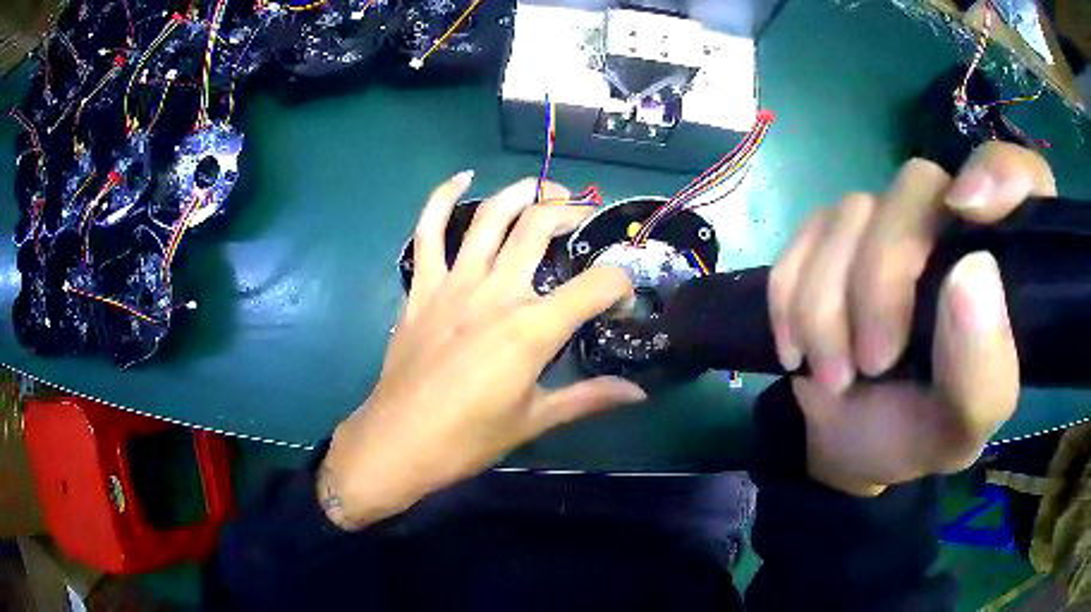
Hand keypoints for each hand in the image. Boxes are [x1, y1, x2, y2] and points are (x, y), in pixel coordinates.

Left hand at [318, 172, 644, 528]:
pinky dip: (442, 199)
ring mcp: (453, 283)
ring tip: (544, 189)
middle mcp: (495, 293)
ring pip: (490, 217)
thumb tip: (638, 394)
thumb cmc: (469, 438)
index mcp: (531, 329)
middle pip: (539, 227)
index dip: (620, 284)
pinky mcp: (422, 287)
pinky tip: (461, 178)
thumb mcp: (535, 420)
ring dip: (521, 192)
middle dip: (571, 212)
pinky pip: (428, 232)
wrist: (399, 441)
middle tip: (584, 217)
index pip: (596, 285)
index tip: (621, 300)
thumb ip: (589, 398)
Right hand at [768, 143, 1055, 495]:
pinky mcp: (834, 231)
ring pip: (852, 213)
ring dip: (828, 305)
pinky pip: (804, 235)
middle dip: (884, 279)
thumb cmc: (918, 433)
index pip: (1026, 176)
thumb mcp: (960, 430)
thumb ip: (983, 372)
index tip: (968, 211)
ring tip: (834, 375)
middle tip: (872, 362)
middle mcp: (952, 222)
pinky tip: (798, 346)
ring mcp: (889, 219)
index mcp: (1006, 265)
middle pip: (916, 187)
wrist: (847, 438)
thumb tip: (973, 274)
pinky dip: (792, 297)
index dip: (1001, 173)